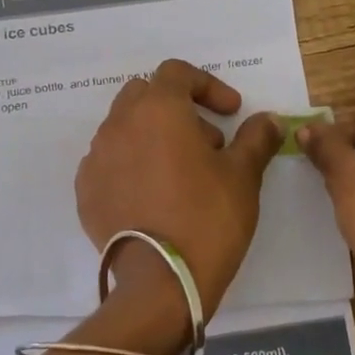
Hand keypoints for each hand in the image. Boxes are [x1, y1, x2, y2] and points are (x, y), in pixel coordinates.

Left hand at [76, 60, 283, 319]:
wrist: (162, 282)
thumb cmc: (208, 218)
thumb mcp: (243, 175)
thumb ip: (256, 138)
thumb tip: (269, 119)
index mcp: (158, 109)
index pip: (177, 73)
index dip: (208, 86)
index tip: (231, 113)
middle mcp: (119, 124)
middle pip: (145, 95)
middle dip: (177, 108)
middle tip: (207, 143)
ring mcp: (96, 158)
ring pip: (124, 128)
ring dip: (153, 136)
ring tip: (181, 173)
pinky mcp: (85, 191)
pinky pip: (109, 162)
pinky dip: (131, 165)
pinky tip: (153, 196)